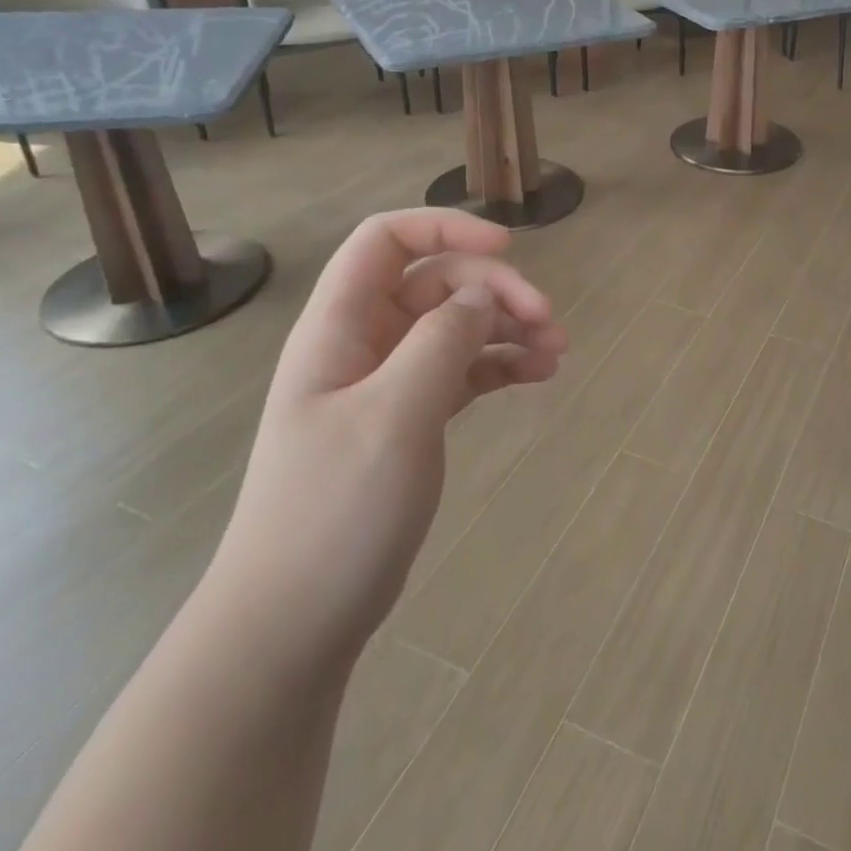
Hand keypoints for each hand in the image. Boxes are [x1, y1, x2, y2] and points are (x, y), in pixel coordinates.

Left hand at [201, 209, 566, 676]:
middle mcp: (362, 344)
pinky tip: (538, 377)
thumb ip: (442, 342)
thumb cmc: (334, 511)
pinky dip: (500, 366)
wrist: (292, 622)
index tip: (509, 248)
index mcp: (339, 328)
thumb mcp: (394, 416)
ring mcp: (386, 384)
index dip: (445, 228)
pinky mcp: (408, 420)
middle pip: (436, 283)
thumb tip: (484, 295)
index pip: (386, 241)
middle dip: (496, 290)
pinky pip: (461, 372)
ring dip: (507, 329)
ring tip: (558, 353)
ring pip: (455, 328)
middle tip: (550, 321)